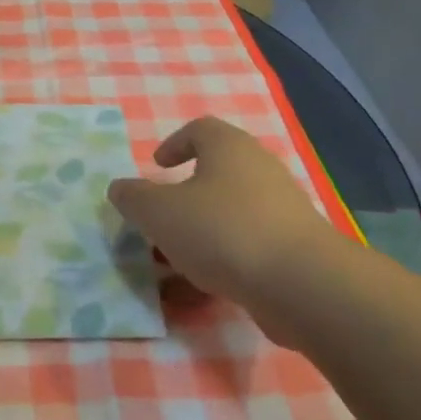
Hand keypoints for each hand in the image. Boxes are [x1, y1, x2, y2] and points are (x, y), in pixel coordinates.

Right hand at [108, 117, 341, 335]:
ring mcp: (280, 209)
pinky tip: (199, 290)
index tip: (156, 166)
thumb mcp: (160, 213)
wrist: (300, 283)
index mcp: (228, 147)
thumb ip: (134, 198)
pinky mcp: (292, 247)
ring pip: (228, 214)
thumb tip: (120, 188)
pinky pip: (246, 246)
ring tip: (171, 263)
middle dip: (183, 197)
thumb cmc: (222, 230)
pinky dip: (221, 261)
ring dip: (199, 233)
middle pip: (215, 173)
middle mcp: (258, 169)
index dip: (174, 144)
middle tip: (159, 219)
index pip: (200, 129)